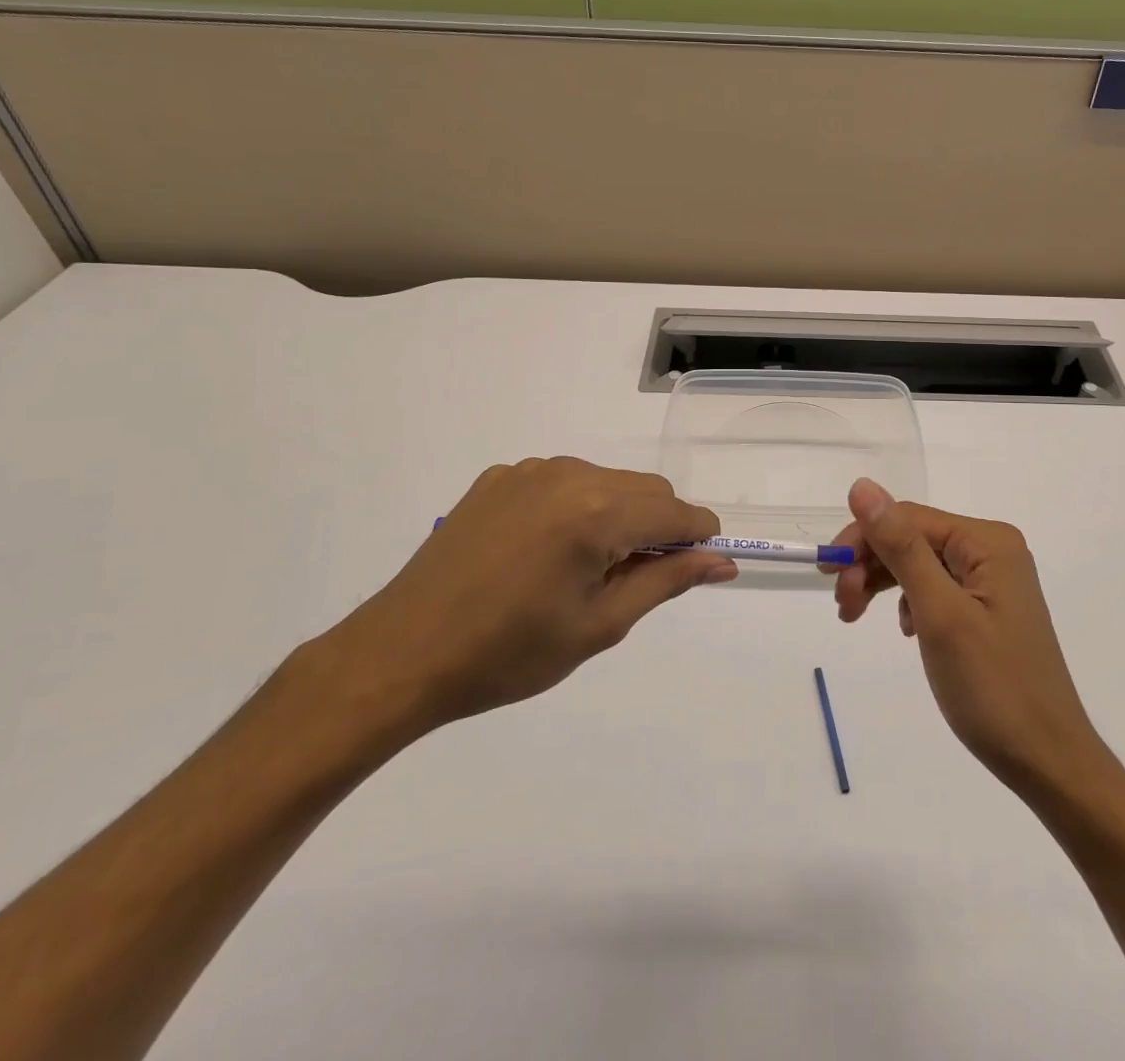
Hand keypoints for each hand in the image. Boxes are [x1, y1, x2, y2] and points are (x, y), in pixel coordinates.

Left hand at [322, 457, 734, 738]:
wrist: (403, 654)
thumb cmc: (510, 653)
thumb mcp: (600, 625)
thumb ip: (667, 581)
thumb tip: (721, 560)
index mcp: (599, 512)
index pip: (677, 511)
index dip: (696, 539)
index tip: (694, 568)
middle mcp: (570, 474)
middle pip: (645, 489)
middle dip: (657, 527)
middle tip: (630, 582)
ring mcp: (530, 471)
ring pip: (606, 481)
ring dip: (616, 515)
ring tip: (581, 570)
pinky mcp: (499, 477)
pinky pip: (562, 481)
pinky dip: (575, 507)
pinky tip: (543, 551)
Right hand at [830, 478, 1103, 792]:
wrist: (1047, 762)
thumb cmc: (993, 687)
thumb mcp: (939, 614)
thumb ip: (900, 547)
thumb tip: (861, 486)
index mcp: (987, 541)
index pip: (908, 518)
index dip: (862, 539)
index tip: (828, 577)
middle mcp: (992, 550)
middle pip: (912, 539)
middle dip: (870, 564)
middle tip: (843, 606)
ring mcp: (991, 580)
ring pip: (919, 563)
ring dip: (882, 584)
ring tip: (854, 616)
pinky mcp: (986, 608)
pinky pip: (934, 588)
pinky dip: (908, 603)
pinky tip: (904, 630)